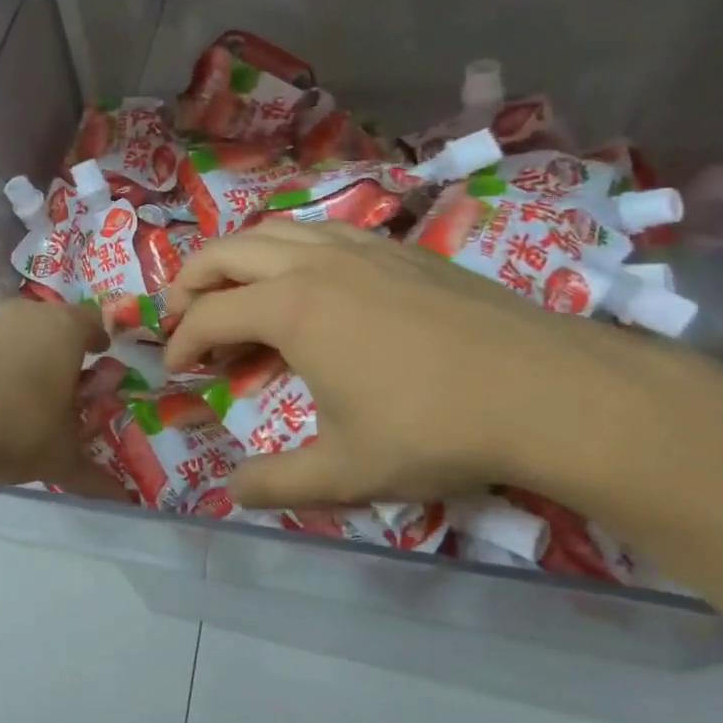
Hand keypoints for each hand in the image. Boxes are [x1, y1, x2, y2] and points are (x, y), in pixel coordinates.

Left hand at [0, 300, 119, 500]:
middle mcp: (31, 314)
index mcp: (66, 329)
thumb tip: (122, 497)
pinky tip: (0, 392)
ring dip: (33, 351)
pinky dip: (4, 359)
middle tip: (71, 379)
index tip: (102, 357)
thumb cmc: (19, 429)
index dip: (100, 340)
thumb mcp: (62, 457)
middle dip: (66, 347)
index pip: (94, 322)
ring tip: (34, 388)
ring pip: (24, 329)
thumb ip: (95, 474)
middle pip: (58, 322)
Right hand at [162, 222, 676, 513]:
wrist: (548, 391)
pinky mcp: (398, 248)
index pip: (209, 315)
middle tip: (180, 313)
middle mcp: (314, 264)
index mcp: (290, 309)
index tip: (174, 369)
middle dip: (191, 279)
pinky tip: (306, 279)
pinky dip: (290, 248)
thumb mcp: (346, 471)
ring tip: (232, 288)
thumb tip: (230, 492)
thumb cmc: (434, 429)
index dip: (180, 342)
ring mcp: (360, 248)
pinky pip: (323, 232)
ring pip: (275, 230)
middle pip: (227, 251)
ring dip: (238, 255)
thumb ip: (277, 483)